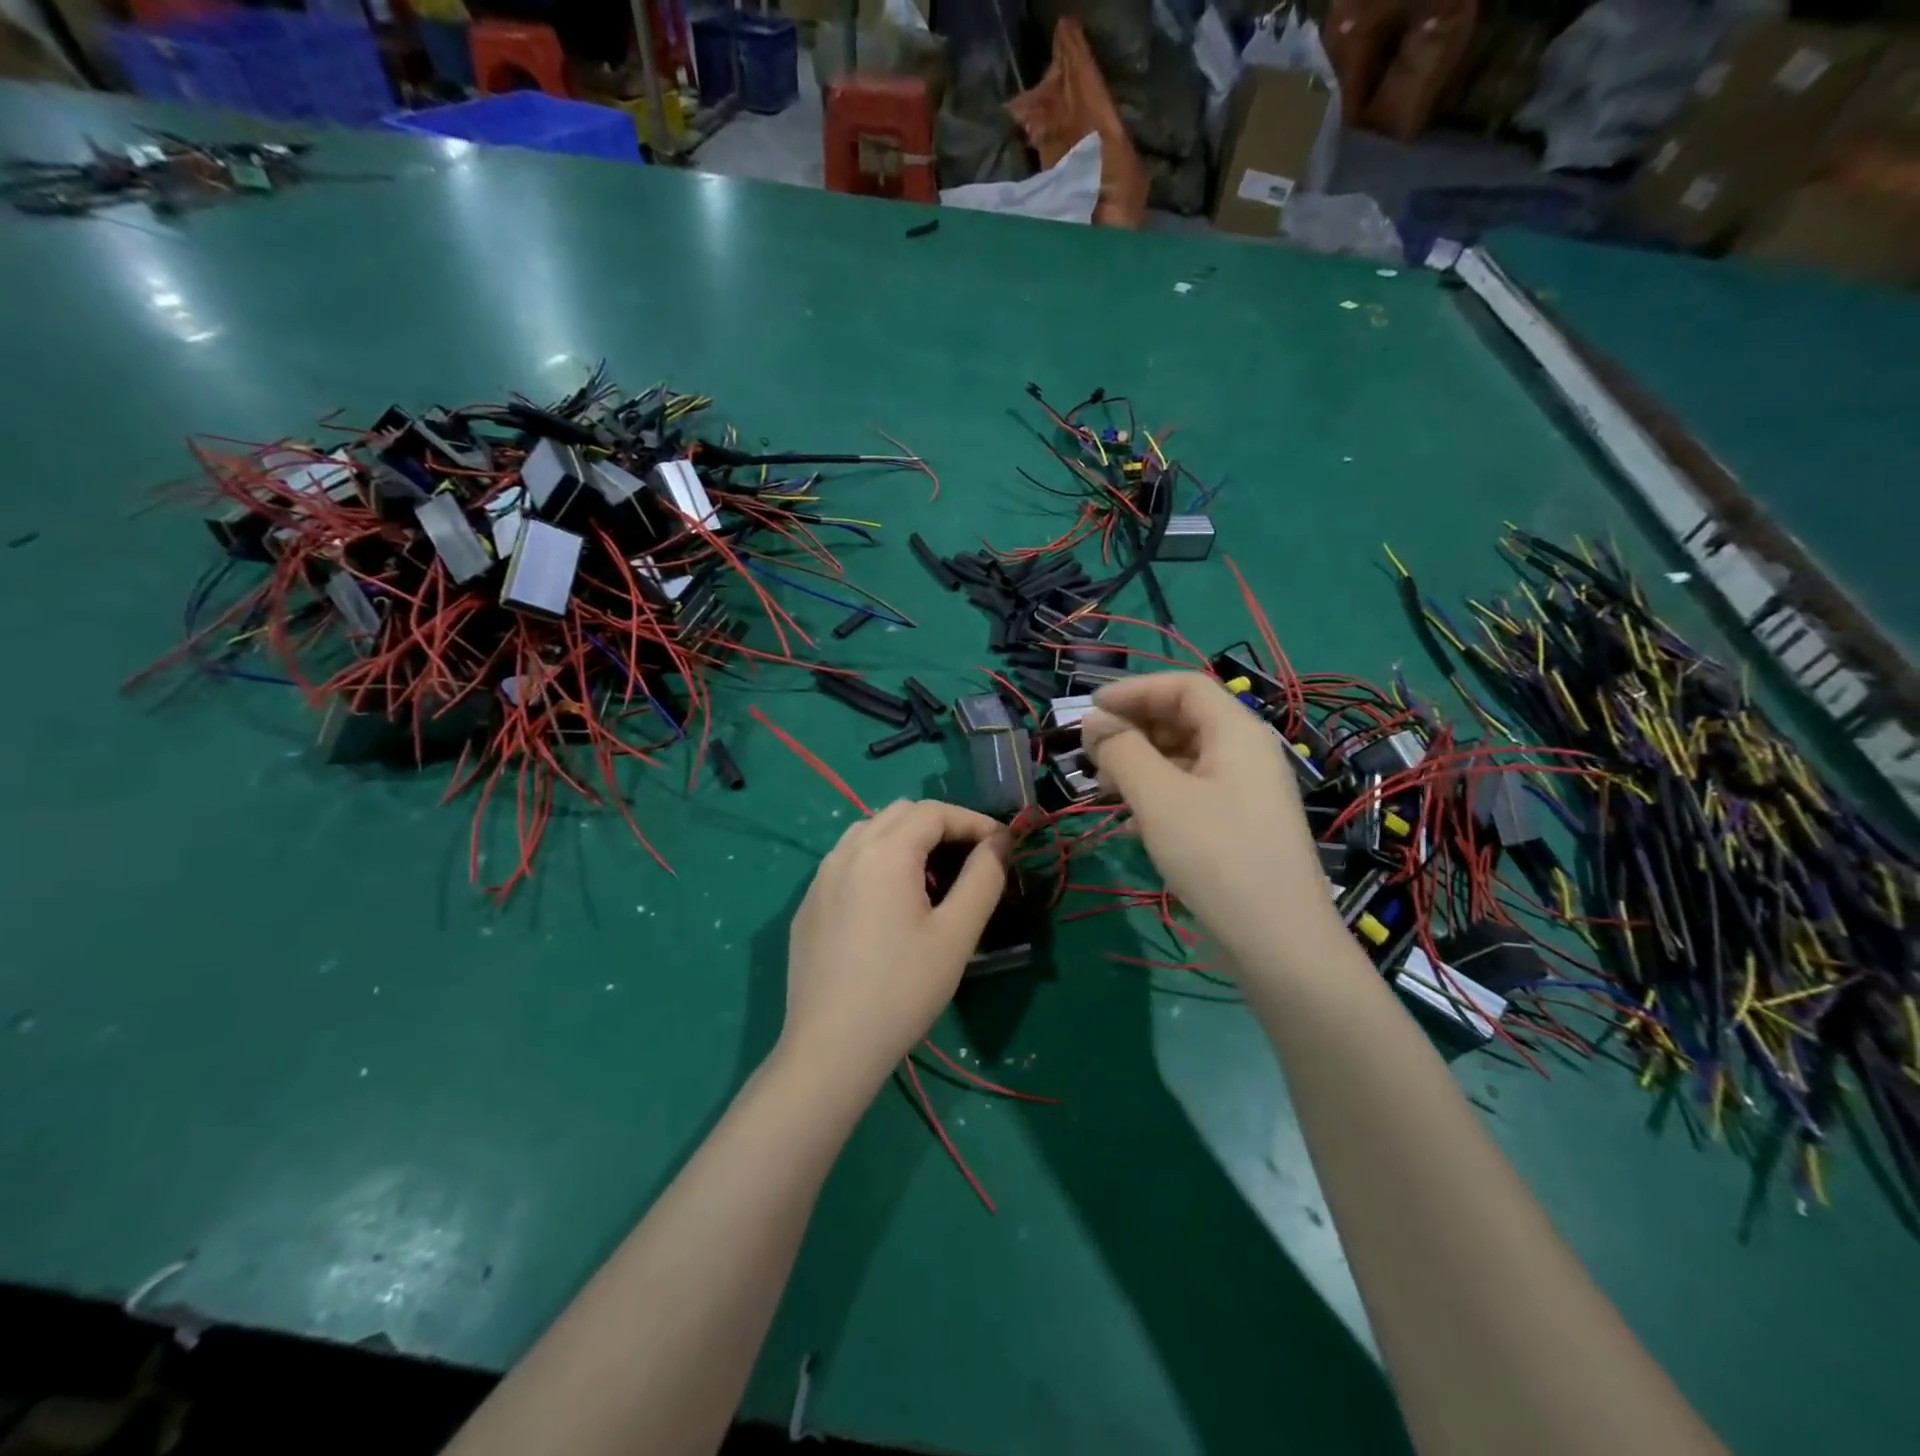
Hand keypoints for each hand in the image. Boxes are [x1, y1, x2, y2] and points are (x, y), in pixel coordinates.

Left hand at [779, 800, 1010, 1093]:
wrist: (830, 1049)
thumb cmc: (902, 990)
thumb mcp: (956, 935)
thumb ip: (983, 879)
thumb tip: (1000, 841)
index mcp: (884, 852)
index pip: (933, 812)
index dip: (973, 821)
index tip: (1002, 846)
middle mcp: (847, 852)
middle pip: (899, 814)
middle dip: (941, 826)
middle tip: (971, 860)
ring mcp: (821, 878)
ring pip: (869, 832)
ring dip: (906, 840)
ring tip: (932, 879)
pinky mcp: (809, 905)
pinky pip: (847, 862)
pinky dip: (878, 861)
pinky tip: (890, 904)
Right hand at [1080, 673, 1341, 970]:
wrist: (1279, 943)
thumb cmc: (1217, 857)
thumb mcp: (1159, 799)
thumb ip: (1122, 751)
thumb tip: (1093, 722)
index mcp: (1237, 732)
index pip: (1183, 686)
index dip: (1134, 690)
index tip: (1090, 710)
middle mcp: (1247, 752)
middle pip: (1185, 719)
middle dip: (1134, 729)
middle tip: (1092, 755)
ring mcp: (1247, 791)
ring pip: (1185, 757)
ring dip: (1141, 763)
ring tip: (1104, 789)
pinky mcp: (1241, 825)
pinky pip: (1193, 791)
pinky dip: (1159, 794)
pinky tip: (1132, 822)